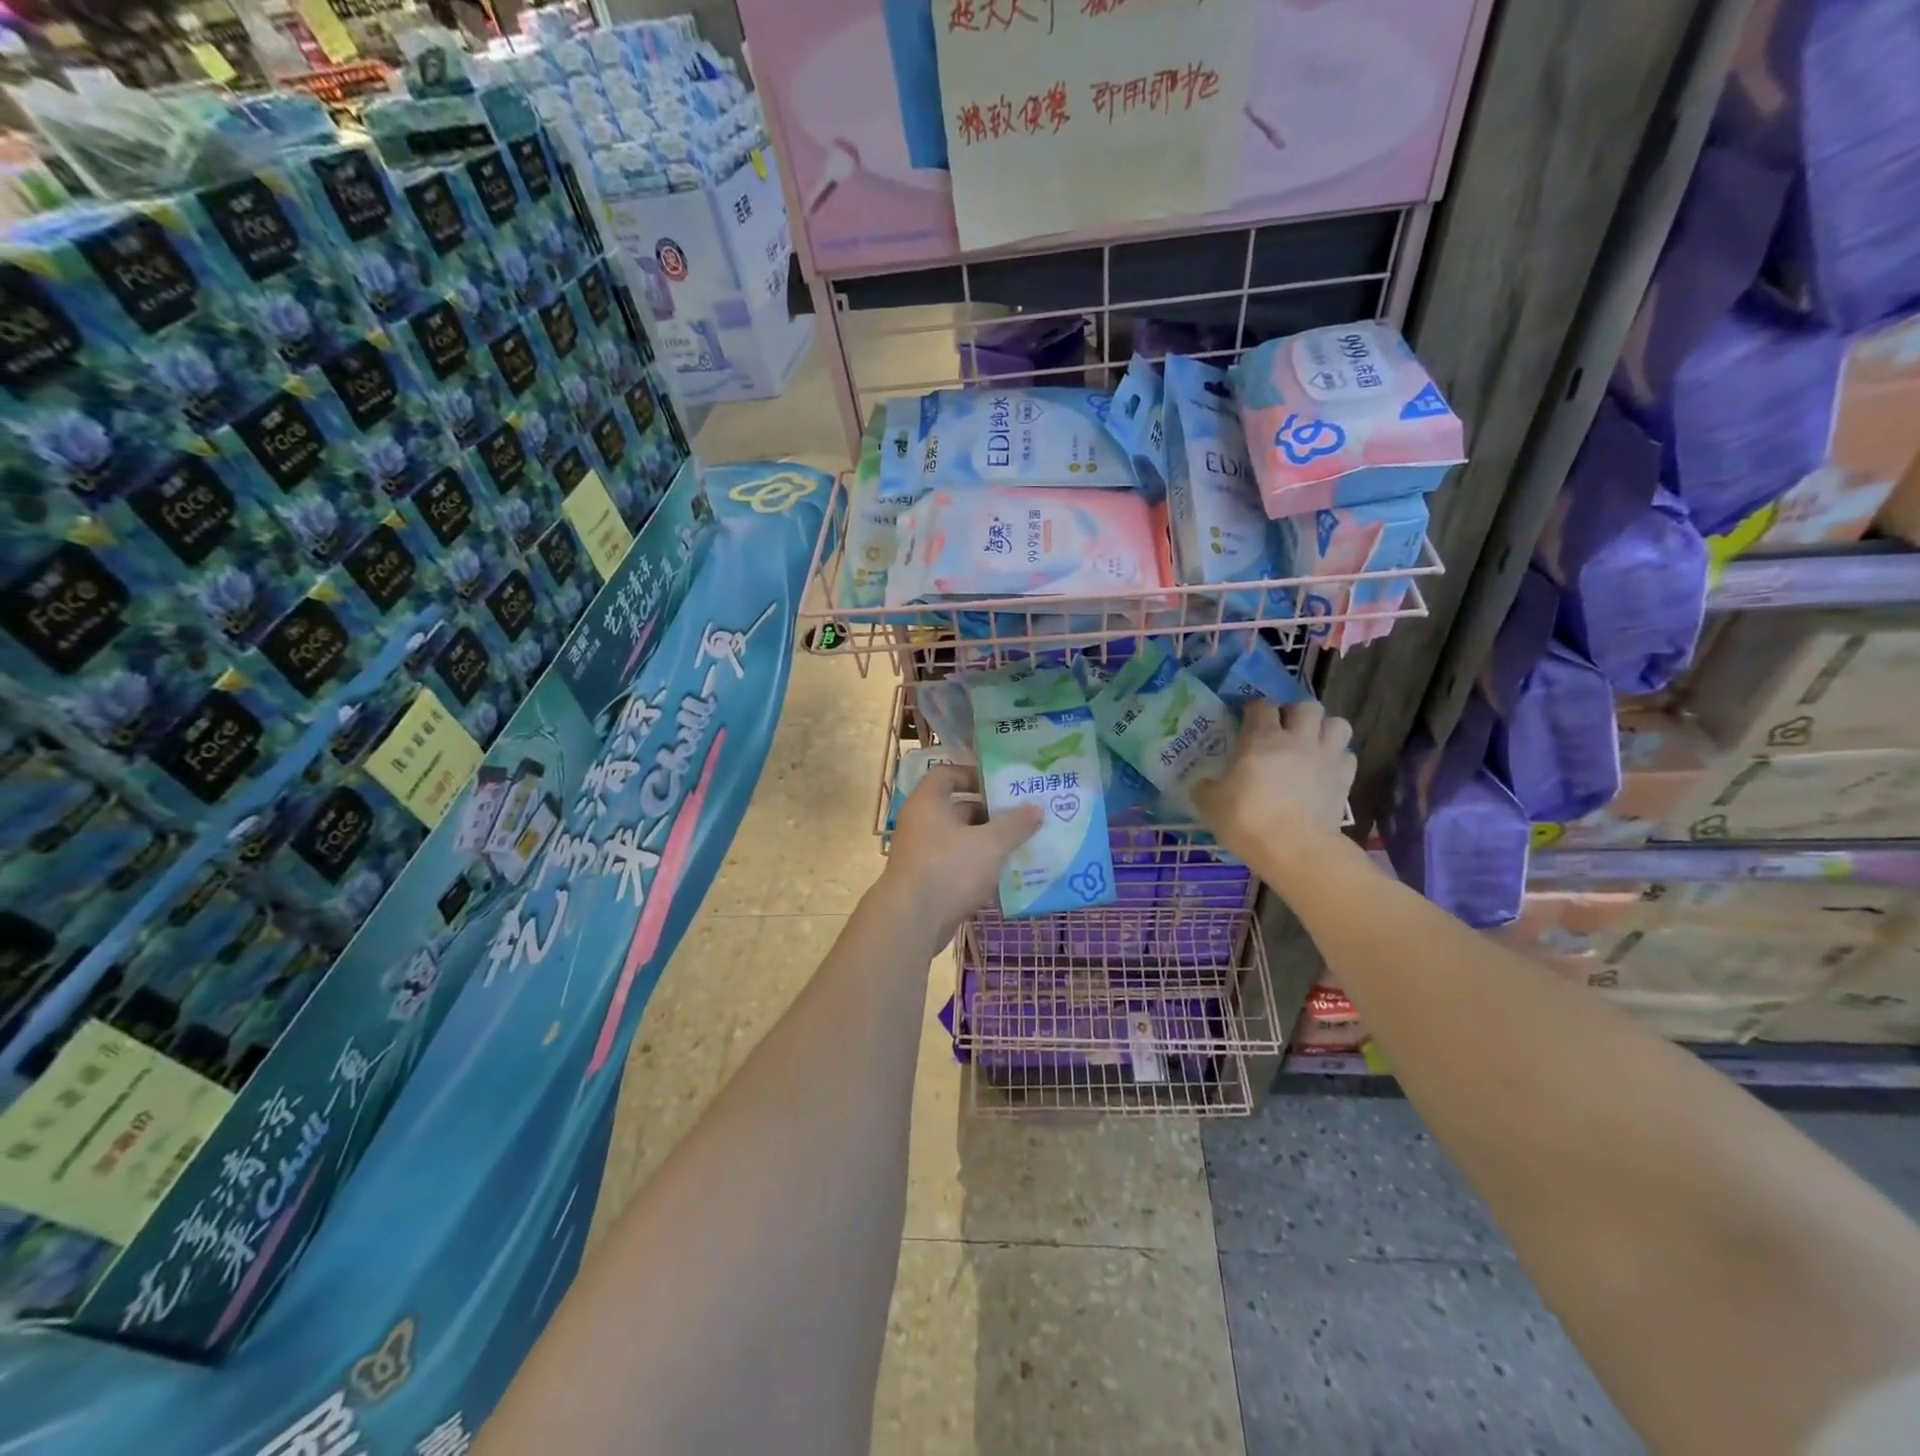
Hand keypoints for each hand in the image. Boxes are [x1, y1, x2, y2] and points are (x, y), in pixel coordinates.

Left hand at [879, 764, 1042, 941]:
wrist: (911, 921)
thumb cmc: (948, 869)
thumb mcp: (989, 844)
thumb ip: (1014, 825)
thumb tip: (1036, 809)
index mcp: (928, 803)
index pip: (947, 774)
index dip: (973, 775)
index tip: (1001, 785)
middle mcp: (921, 823)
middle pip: (958, 809)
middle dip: (990, 814)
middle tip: (1022, 817)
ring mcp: (922, 854)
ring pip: (960, 840)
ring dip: (987, 843)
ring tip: (1022, 845)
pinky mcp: (927, 881)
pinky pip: (957, 865)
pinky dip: (978, 867)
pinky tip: (1005, 875)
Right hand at [1192, 700, 1353, 866]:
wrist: (1294, 848)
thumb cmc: (1246, 819)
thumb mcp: (1210, 803)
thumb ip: (1206, 787)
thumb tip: (1204, 784)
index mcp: (1261, 738)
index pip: (1261, 706)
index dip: (1253, 710)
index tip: (1246, 721)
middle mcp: (1298, 739)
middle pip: (1307, 706)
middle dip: (1296, 714)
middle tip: (1284, 731)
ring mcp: (1326, 758)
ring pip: (1338, 724)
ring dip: (1324, 730)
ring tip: (1311, 745)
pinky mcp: (1345, 780)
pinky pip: (1347, 756)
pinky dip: (1338, 759)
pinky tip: (1325, 771)